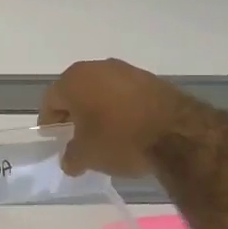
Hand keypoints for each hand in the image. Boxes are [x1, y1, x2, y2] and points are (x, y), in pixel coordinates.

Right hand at [39, 59, 191, 177]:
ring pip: (102, 91)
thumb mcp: (87, 156)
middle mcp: (98, 68)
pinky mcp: (152, 80)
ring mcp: (127, 71)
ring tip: (104, 135)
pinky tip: (128, 130)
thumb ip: (71, 157)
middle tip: (76, 138)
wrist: (177, 134)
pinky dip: (122, 109)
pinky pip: (126, 95)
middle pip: (77, 92)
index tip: (54, 141)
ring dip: (99, 110)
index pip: (50, 101)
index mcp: (74, 80)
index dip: (49, 123)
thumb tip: (70, 160)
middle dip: (74, 114)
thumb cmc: (119, 140)